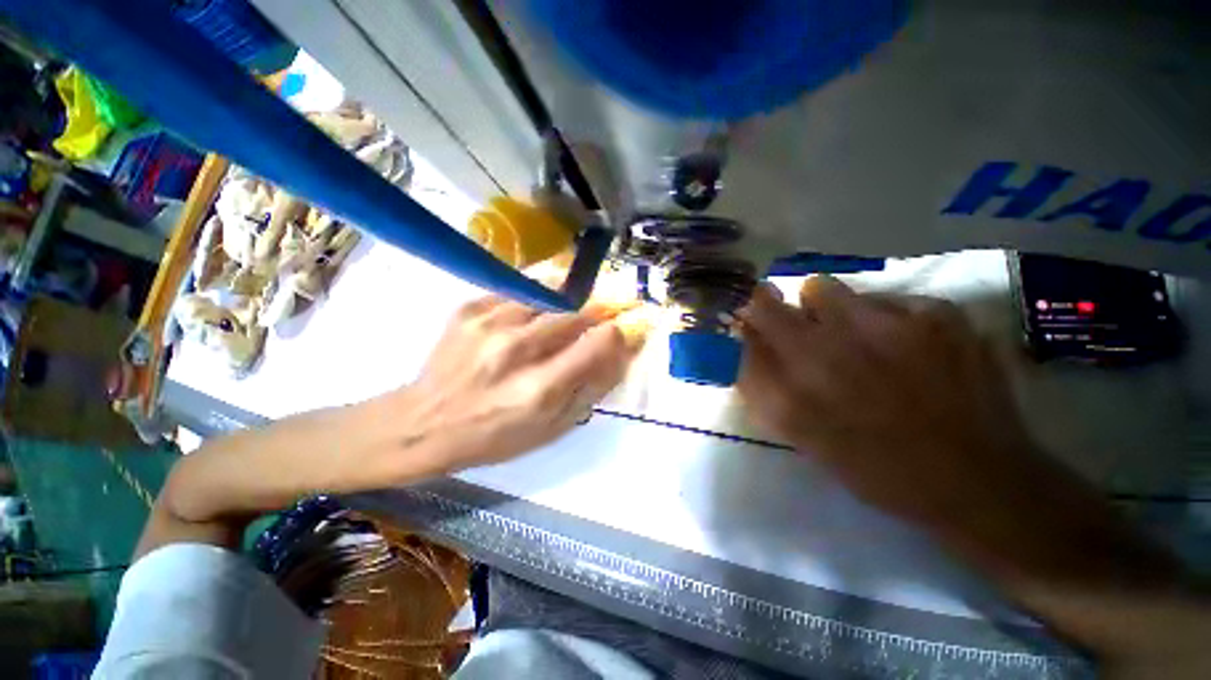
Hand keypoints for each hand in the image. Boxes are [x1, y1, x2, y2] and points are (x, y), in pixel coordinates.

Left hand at [387, 296, 644, 475]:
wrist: (423, 423)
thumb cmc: (493, 436)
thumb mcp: (552, 428)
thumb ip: (592, 388)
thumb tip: (621, 351)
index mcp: (539, 388)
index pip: (598, 342)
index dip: (617, 333)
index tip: (621, 333)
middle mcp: (516, 349)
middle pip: (575, 312)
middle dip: (595, 314)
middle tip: (596, 320)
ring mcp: (488, 324)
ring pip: (548, 296)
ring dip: (562, 307)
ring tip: (557, 321)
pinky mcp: (469, 309)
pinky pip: (517, 293)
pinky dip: (532, 302)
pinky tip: (525, 320)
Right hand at [737, 276, 1034, 522]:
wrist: (976, 480)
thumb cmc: (873, 465)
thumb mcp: (799, 433)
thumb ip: (759, 382)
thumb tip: (744, 338)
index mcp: (804, 368)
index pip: (760, 309)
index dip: (755, 307)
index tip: (759, 319)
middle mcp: (842, 336)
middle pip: (801, 289)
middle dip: (796, 309)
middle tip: (812, 338)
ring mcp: (897, 320)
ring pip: (839, 289)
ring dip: (836, 312)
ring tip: (859, 346)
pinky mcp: (941, 314)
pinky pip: (889, 299)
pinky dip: (887, 321)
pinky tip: (910, 354)